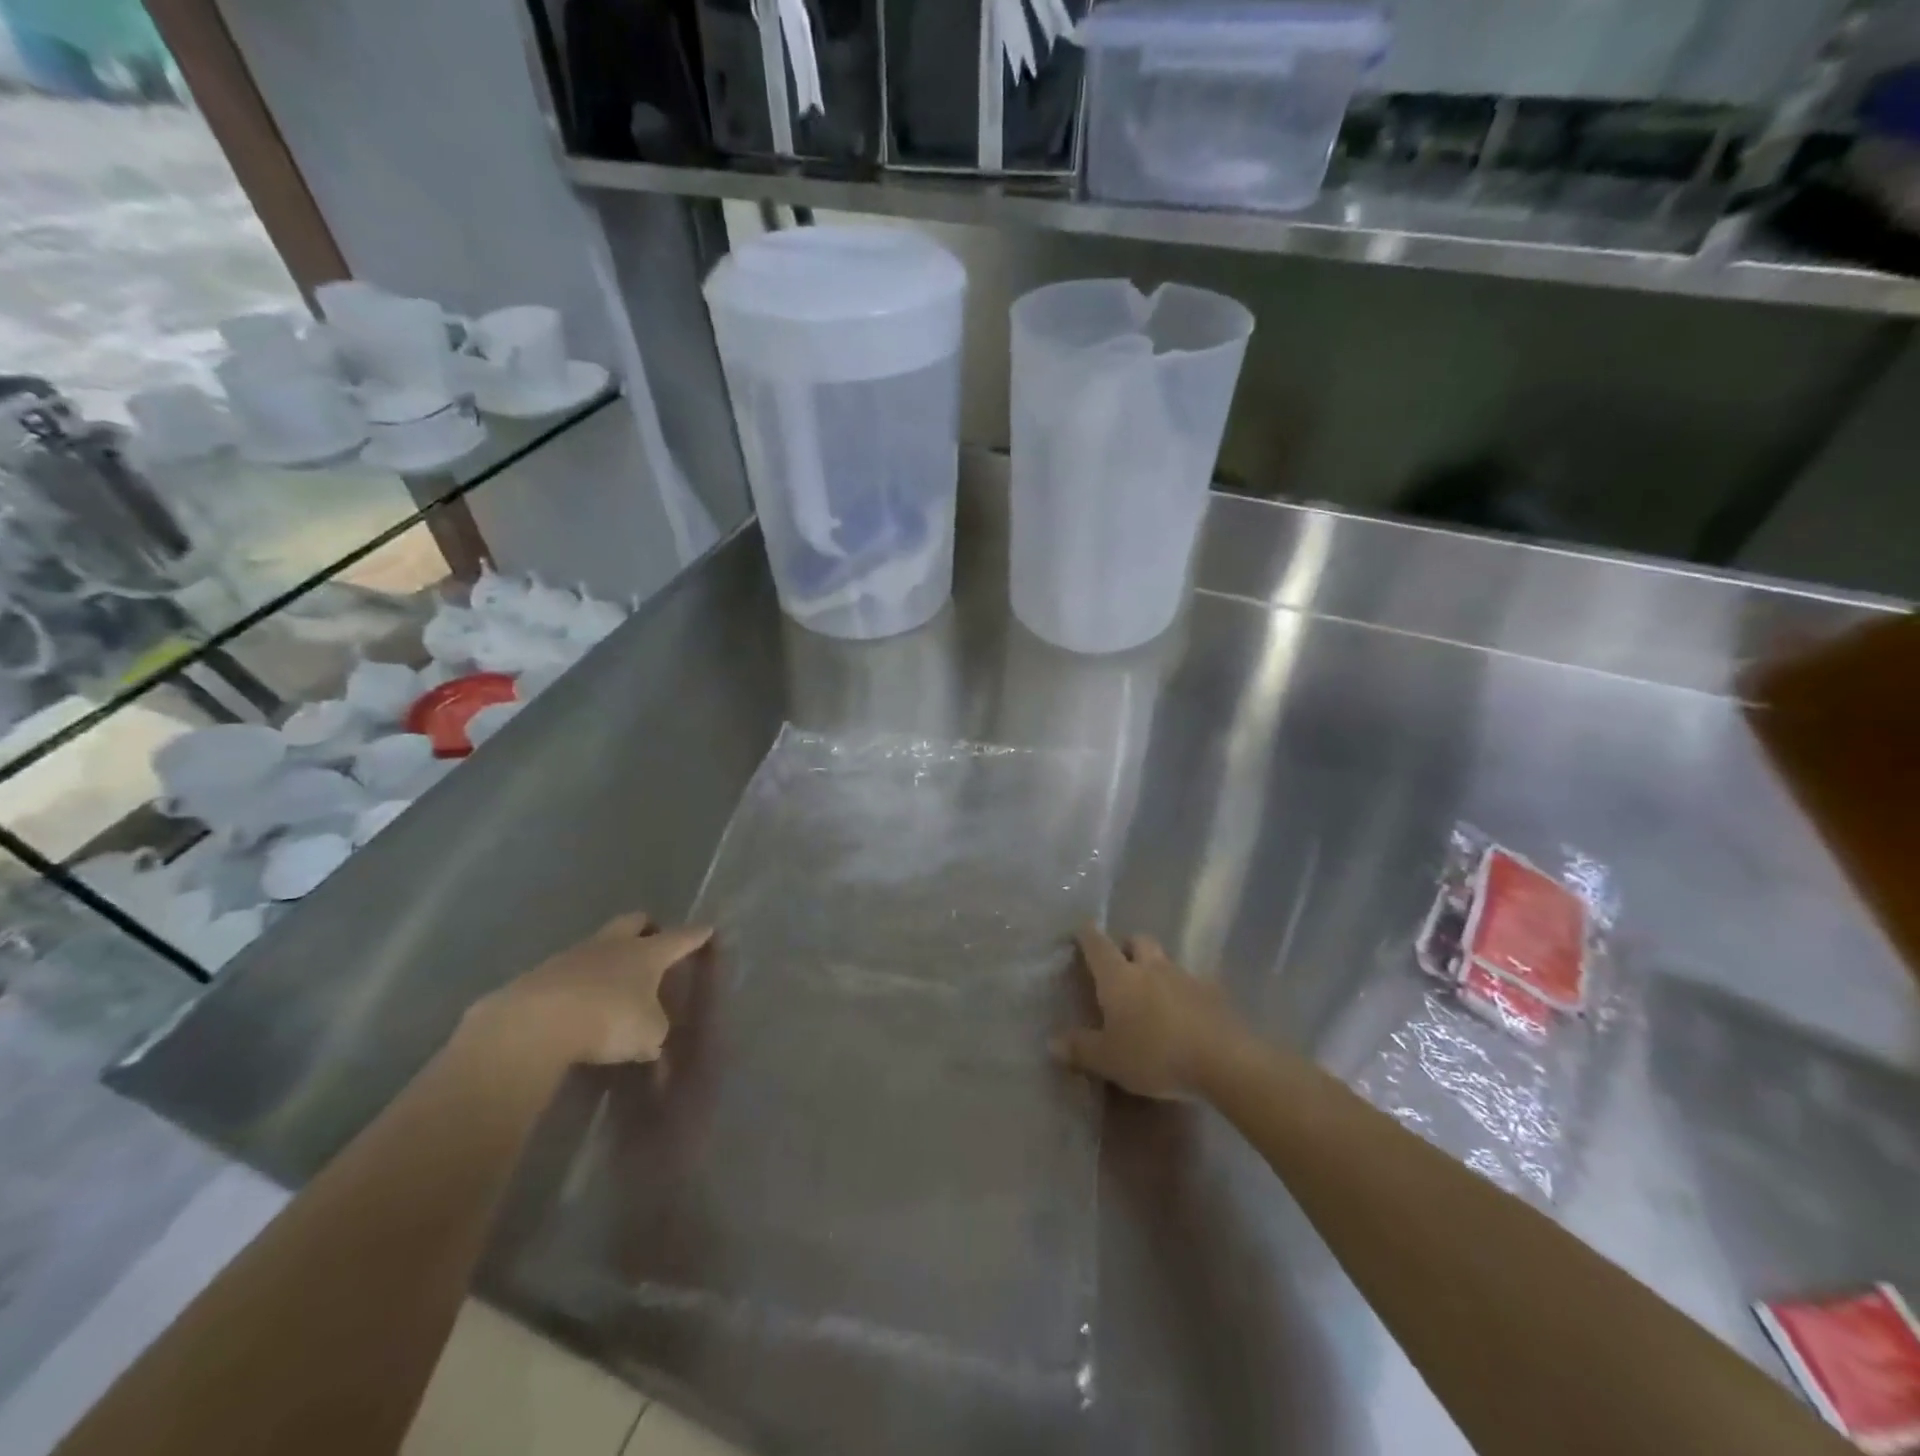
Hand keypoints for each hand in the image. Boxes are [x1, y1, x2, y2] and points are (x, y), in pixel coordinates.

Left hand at [463, 912, 712, 1067]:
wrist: (534, 1023)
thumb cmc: (609, 1019)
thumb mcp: (647, 1034)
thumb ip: (654, 1032)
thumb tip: (652, 1041)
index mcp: (647, 953)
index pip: (680, 938)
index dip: (696, 935)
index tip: (707, 928)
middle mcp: (614, 945)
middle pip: (635, 922)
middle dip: (647, 928)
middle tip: (653, 940)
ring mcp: (574, 955)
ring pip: (600, 944)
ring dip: (609, 956)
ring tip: (614, 980)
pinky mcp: (540, 975)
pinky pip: (569, 971)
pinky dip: (578, 983)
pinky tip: (578, 1004)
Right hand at [1052, 925, 1245, 1099]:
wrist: (1223, 1060)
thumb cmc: (1154, 1054)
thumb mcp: (1109, 1059)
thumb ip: (1080, 1049)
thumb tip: (1052, 1042)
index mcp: (1119, 977)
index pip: (1097, 945)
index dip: (1087, 935)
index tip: (1082, 928)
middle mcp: (1150, 967)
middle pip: (1138, 940)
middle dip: (1128, 945)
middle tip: (1122, 963)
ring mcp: (1185, 977)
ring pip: (1166, 960)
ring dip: (1157, 969)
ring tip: (1154, 994)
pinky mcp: (1213, 994)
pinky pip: (1193, 984)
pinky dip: (1185, 992)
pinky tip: (1186, 1014)